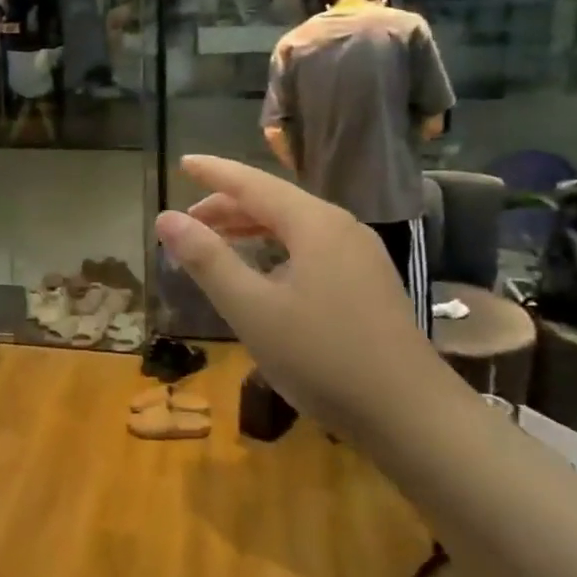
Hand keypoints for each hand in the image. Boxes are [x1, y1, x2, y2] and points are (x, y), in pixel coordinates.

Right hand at [154, 156, 433, 421]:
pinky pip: (311, 248)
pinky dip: (276, 248)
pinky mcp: (368, 282)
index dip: (214, 173)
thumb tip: (166, 218)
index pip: (253, 184)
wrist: (410, 413)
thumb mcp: (252, 309)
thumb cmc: (322, 357)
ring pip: (295, 226)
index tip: (182, 163)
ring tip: (215, 241)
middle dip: (228, 206)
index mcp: (315, 224)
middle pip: (275, 202)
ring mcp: (360, 255)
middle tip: (187, 219)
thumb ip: (207, 260)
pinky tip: (263, 271)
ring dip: (251, 228)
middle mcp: (341, 227)